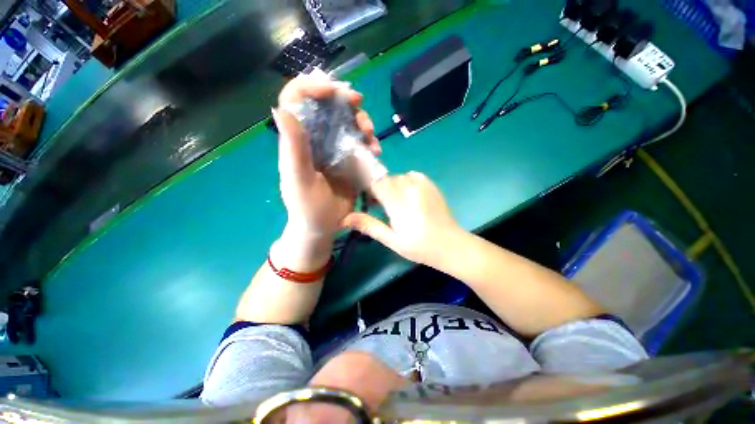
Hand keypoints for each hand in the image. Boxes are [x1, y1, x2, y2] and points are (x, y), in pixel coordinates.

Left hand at [273, 75, 379, 268]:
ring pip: (348, 121)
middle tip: (359, 104)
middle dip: (344, 101)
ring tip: (370, 136)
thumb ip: (293, 148)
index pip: (296, 100)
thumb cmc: (307, 207)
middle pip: (328, 105)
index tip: (333, 90)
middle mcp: (315, 139)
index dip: (311, 87)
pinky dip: (370, 141)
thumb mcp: (299, 180)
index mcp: (298, 141)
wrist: (324, 226)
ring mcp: (335, 148)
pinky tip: (375, 151)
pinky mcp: (350, 159)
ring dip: (361, 121)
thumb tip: (282, 109)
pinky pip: (361, 142)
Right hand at [341, 172, 463, 266]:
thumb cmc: (419, 246)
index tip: (369, 202)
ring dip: (393, 187)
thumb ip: (368, 225)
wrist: (451, 244)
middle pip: (386, 179)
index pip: (375, 182)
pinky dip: (406, 183)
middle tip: (383, 207)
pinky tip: (410, 198)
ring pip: (398, 177)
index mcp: (398, 202)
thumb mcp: (391, 240)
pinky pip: (411, 175)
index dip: (369, 189)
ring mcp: (422, 183)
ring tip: (398, 204)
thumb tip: (343, 219)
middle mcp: (410, 188)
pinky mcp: (431, 183)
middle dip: (380, 190)